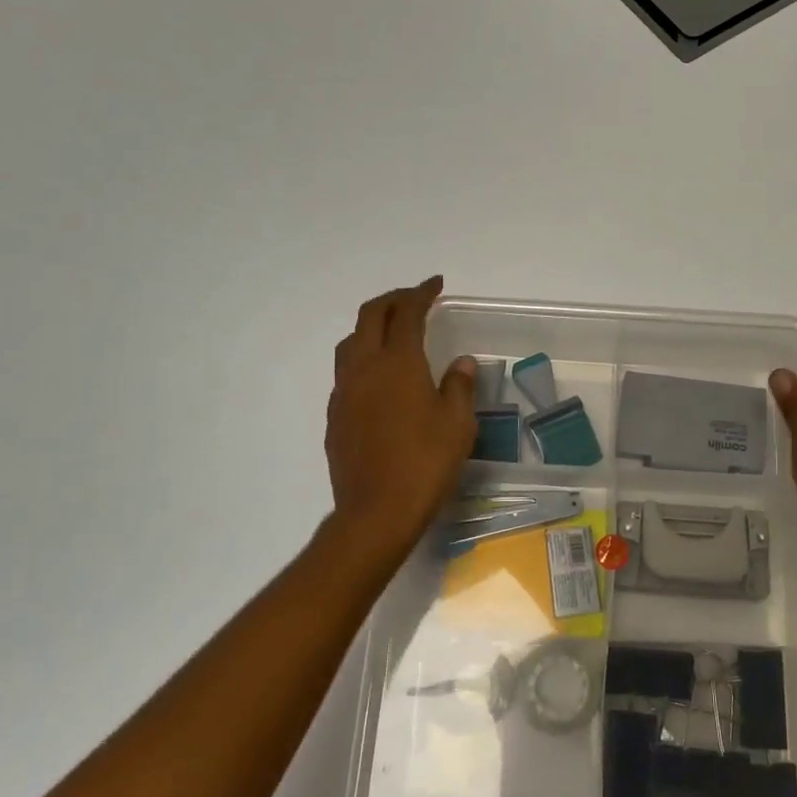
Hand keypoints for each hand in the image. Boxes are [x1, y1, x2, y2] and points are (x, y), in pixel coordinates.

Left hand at [326, 277, 475, 559]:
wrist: (376, 511)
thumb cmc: (425, 463)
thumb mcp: (457, 424)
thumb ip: (459, 386)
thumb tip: (461, 363)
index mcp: (398, 363)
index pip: (407, 313)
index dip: (421, 293)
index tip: (435, 285)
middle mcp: (365, 368)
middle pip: (370, 316)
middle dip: (392, 300)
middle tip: (414, 300)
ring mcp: (344, 392)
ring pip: (351, 342)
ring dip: (371, 327)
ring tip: (393, 334)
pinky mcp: (335, 416)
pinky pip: (346, 373)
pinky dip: (363, 359)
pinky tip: (380, 380)